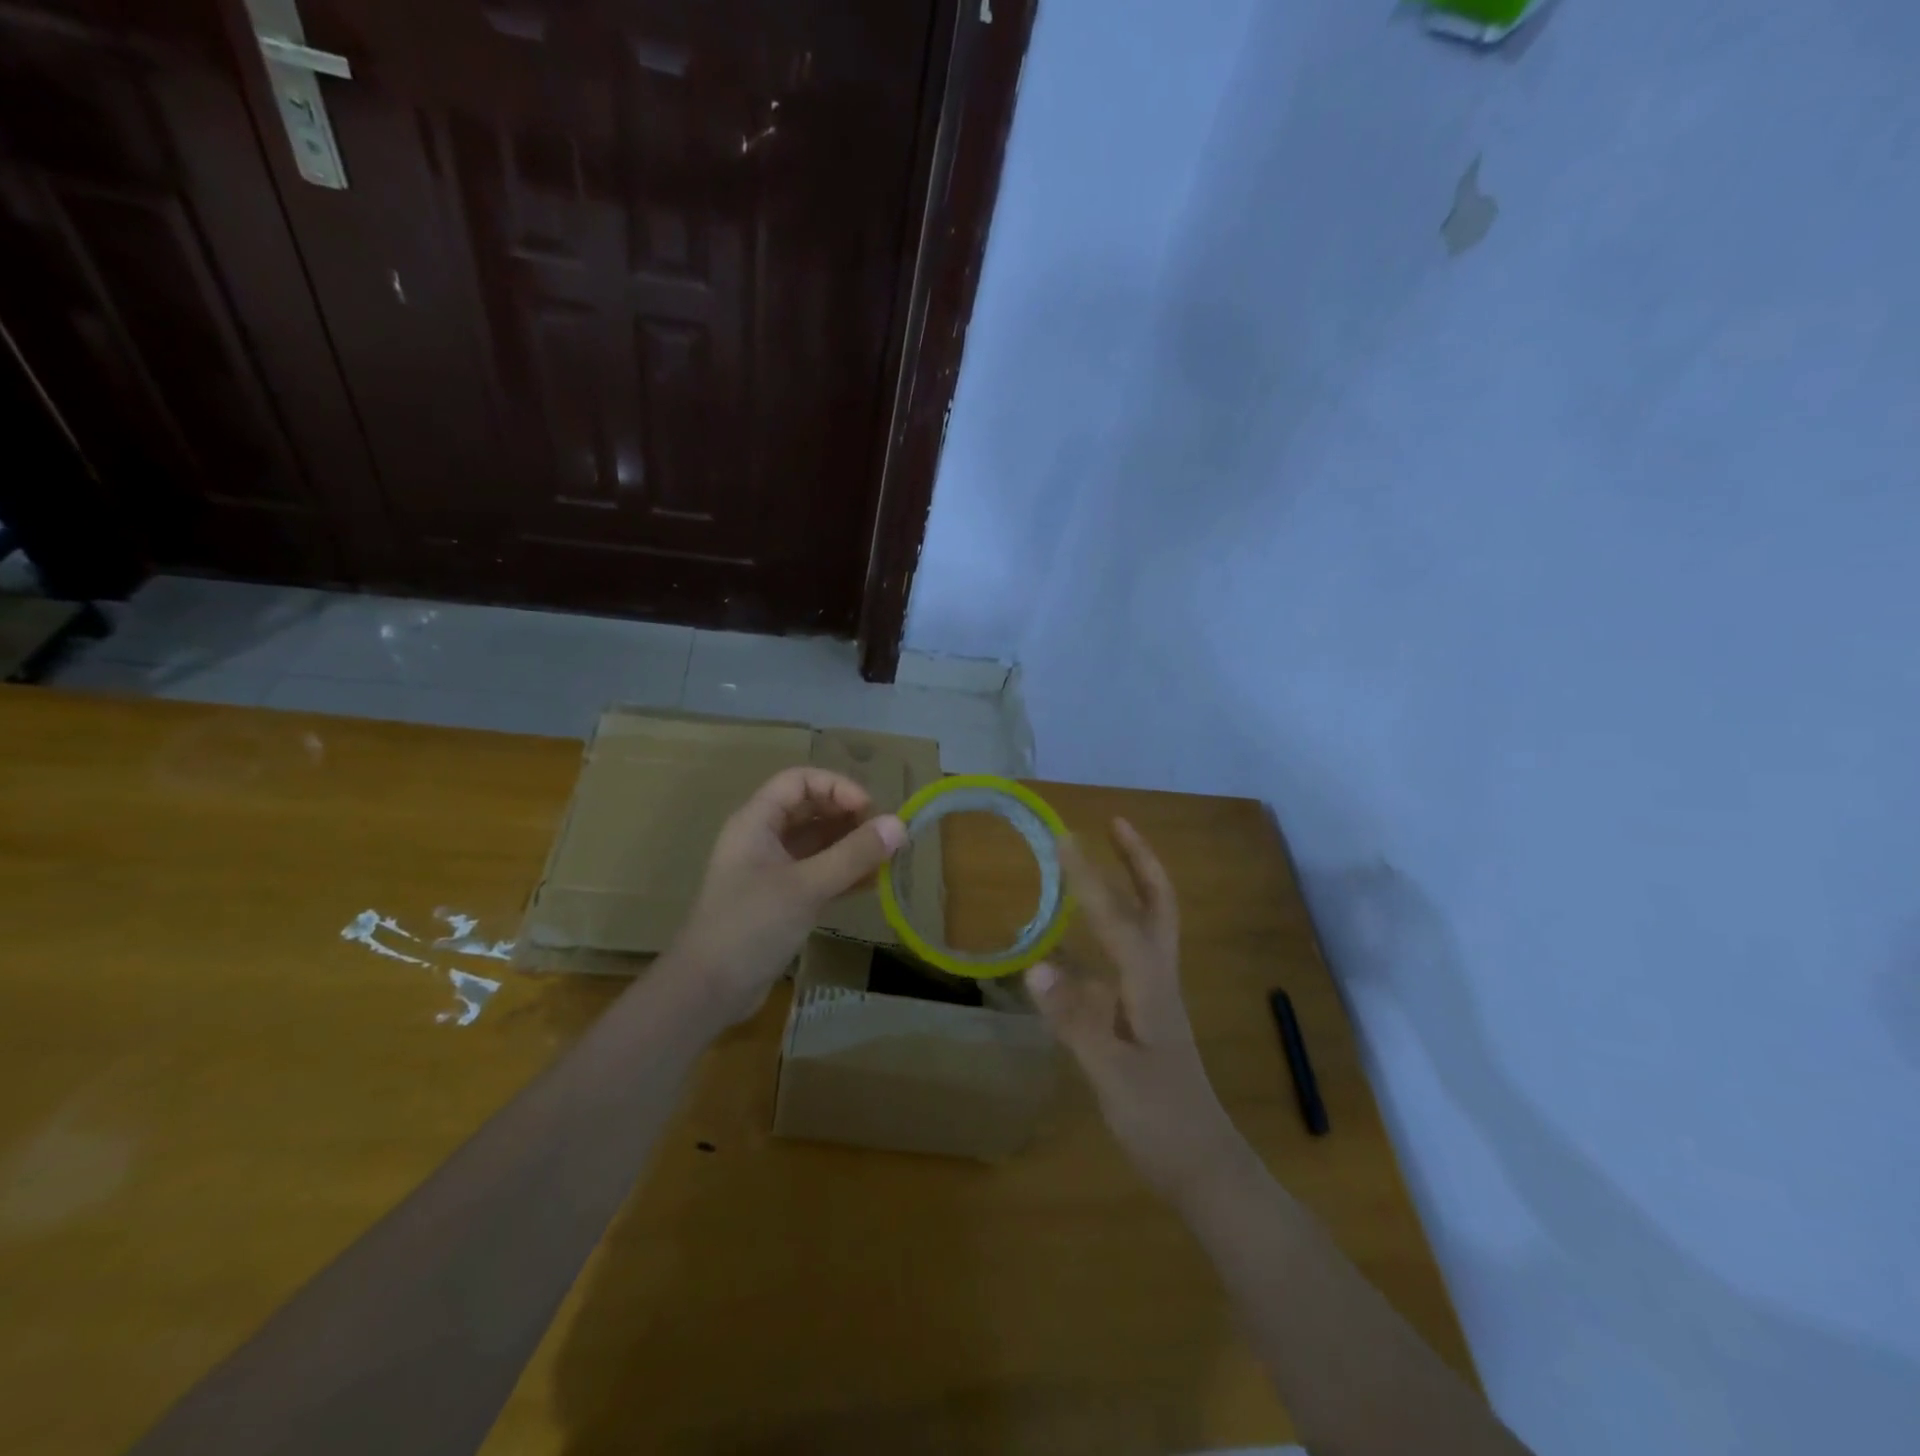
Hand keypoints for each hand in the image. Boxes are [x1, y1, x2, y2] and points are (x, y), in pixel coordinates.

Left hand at [670, 767, 906, 1024]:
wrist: (707, 991)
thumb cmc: (750, 927)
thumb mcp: (806, 886)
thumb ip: (853, 855)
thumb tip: (900, 824)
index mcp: (756, 822)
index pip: (799, 781)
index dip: (836, 787)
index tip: (869, 809)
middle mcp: (762, 839)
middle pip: (810, 809)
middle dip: (848, 816)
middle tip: (885, 835)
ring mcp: (771, 871)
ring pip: (817, 843)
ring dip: (850, 846)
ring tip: (887, 858)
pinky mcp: (781, 901)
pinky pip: (818, 873)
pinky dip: (844, 873)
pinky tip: (872, 884)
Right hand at [1025, 819, 1249, 1199]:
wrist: (1204, 1165)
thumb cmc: (1160, 1121)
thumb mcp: (1113, 1076)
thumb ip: (1075, 1021)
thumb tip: (1035, 968)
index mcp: (1150, 985)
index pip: (1118, 917)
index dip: (1090, 877)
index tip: (1065, 839)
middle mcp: (1158, 977)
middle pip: (1157, 903)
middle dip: (1139, 859)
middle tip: (1115, 823)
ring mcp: (1157, 994)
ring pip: (1148, 923)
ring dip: (1131, 884)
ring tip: (1101, 860)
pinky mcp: (1149, 1011)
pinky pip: (1130, 951)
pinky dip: (1111, 926)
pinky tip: (1081, 938)